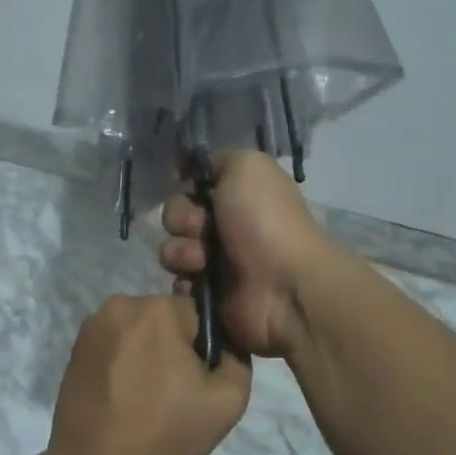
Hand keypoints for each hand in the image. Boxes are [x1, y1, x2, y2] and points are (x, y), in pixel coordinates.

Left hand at [42, 294, 252, 454]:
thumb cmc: (164, 430)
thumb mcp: (227, 401)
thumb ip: (237, 358)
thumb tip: (225, 342)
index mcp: (159, 308)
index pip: (198, 313)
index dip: (203, 348)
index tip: (195, 381)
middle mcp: (121, 304)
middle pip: (164, 320)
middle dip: (173, 348)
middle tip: (172, 394)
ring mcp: (92, 326)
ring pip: (137, 333)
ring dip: (145, 355)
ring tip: (143, 400)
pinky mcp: (74, 349)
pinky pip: (112, 347)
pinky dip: (121, 365)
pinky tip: (121, 399)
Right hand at [158, 151, 329, 359]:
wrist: (283, 284)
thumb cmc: (265, 219)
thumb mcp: (248, 165)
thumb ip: (218, 159)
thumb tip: (190, 170)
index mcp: (237, 195)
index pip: (193, 185)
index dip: (187, 187)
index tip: (193, 189)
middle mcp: (226, 226)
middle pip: (176, 215)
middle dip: (182, 219)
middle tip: (204, 228)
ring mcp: (216, 262)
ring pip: (172, 249)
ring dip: (182, 251)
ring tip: (202, 261)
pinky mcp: (208, 295)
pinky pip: (177, 282)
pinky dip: (184, 280)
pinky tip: (201, 281)